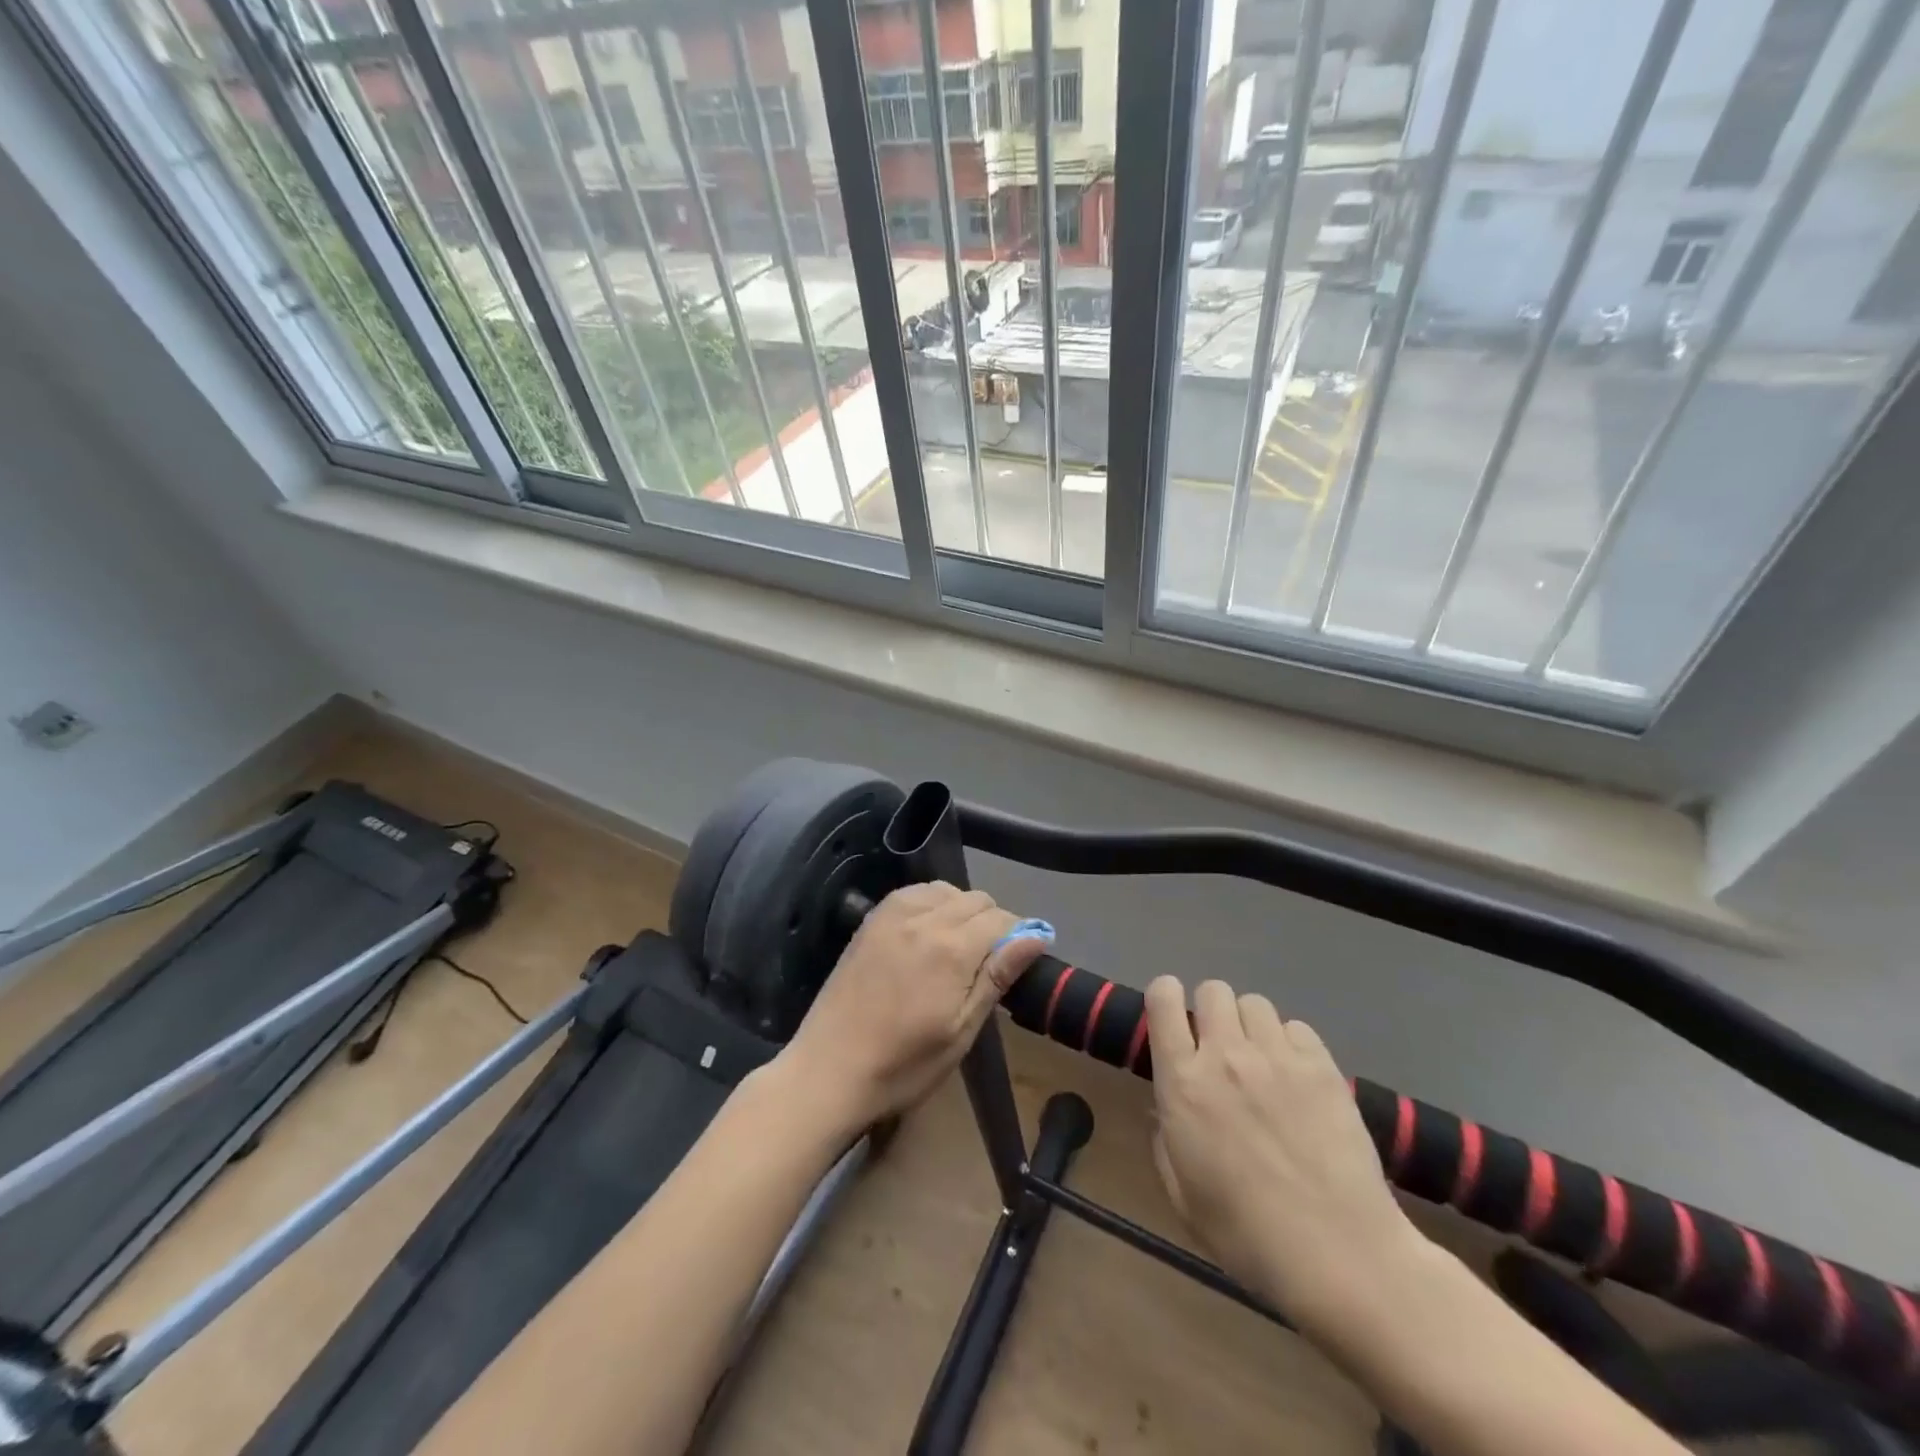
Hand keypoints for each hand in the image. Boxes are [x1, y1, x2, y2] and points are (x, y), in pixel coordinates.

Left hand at [776, 883, 1052, 1132]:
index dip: (1018, 937)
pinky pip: (914, 893)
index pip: (1002, 919)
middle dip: (992, 922)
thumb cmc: (904, 1065)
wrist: (829, 1070)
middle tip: (987, 963)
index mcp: (951, 948)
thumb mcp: (961, 1030)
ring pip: (946, 890)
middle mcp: (924, 918)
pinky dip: (931, 904)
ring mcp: (892, 914)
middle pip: (976, 899)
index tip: (1016, 964)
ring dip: (961, 910)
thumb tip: (1036, 935)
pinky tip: (927, 935)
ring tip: (957, 949)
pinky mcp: (871, 919)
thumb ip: (997, 976)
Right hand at [1145, 976, 1415, 1324]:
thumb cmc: (1247, 1236)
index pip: (1163, 1001)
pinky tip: (1298, 1079)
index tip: (1172, 1016)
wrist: (1340, 1256)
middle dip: (1212, 1011)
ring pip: (1254, 1003)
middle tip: (1220, 1048)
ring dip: (1250, 1026)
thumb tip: (1166, 1108)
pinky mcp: (1322, 1067)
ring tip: (1262, 1063)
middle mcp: (1225, 1055)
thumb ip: (1165, 1141)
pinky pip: (1296, 1028)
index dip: (1165, 996)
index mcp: (1183, 1083)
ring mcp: (1277, 1057)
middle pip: (1213, 990)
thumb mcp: (1183, 1197)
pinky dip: (1291, 1044)